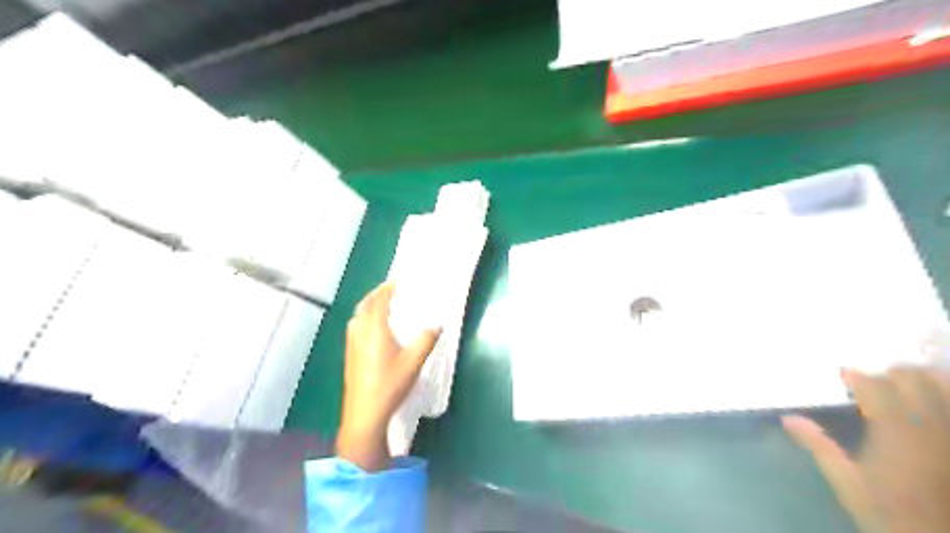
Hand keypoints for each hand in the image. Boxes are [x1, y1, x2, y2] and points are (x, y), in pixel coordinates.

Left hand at [338, 280, 441, 471]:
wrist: (365, 414)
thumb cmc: (390, 385)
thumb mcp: (414, 362)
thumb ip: (426, 339)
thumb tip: (438, 323)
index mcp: (374, 330)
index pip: (378, 301)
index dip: (387, 288)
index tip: (397, 281)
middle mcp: (359, 333)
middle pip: (364, 305)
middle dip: (376, 294)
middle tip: (390, 291)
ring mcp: (352, 345)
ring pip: (357, 317)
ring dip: (368, 306)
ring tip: (383, 307)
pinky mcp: (350, 356)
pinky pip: (355, 328)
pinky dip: (364, 319)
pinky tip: (374, 331)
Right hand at [783, 367, 949, 532]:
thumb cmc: (891, 513)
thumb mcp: (847, 482)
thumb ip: (818, 445)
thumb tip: (787, 418)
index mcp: (893, 428)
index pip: (872, 384)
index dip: (853, 375)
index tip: (841, 376)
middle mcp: (929, 422)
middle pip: (910, 376)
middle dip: (889, 374)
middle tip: (874, 382)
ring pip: (943, 384)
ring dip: (923, 379)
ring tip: (907, 386)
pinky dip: (943, 395)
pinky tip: (932, 400)